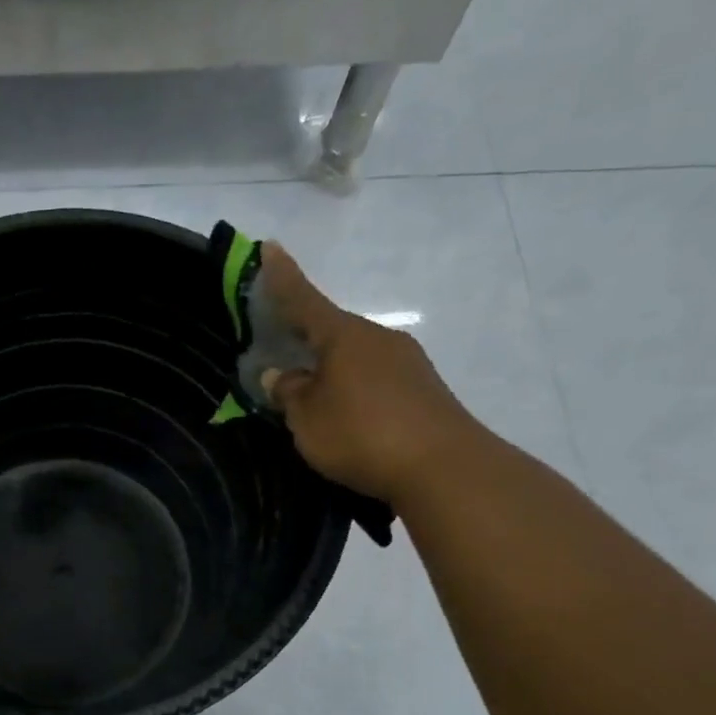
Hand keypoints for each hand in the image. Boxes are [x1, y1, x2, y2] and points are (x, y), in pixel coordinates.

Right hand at [257, 244, 481, 505]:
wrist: (445, 468)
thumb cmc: (363, 435)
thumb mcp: (308, 419)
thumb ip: (289, 393)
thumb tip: (280, 375)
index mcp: (344, 336)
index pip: (304, 299)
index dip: (282, 277)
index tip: (269, 246)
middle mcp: (377, 338)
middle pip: (331, 330)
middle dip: (304, 338)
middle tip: (278, 352)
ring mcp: (406, 361)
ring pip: (355, 356)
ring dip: (330, 368)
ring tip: (311, 396)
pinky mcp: (423, 388)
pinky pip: (375, 377)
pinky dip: (354, 386)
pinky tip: (347, 413)